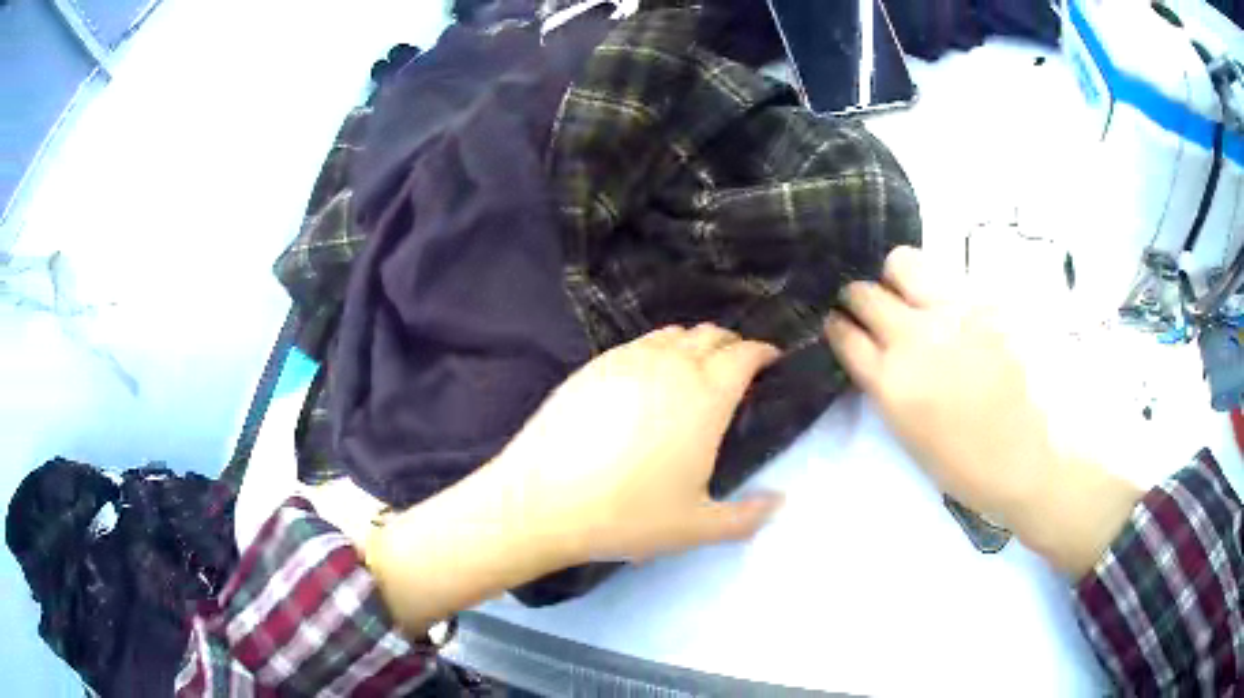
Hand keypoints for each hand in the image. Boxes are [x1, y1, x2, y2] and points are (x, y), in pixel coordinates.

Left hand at [497, 324, 783, 563]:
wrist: (542, 501)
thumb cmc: (626, 515)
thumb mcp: (696, 527)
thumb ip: (746, 517)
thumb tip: (780, 503)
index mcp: (705, 395)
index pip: (744, 354)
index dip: (763, 353)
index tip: (771, 363)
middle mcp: (670, 365)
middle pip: (711, 335)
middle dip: (732, 345)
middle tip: (737, 370)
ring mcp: (627, 360)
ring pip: (673, 334)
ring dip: (694, 344)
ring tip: (695, 371)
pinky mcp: (593, 366)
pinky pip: (638, 344)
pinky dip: (657, 350)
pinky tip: (648, 379)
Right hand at [824, 247, 1140, 576]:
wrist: (1034, 461)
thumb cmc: (970, 466)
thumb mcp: (911, 435)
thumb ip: (890, 385)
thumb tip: (882, 352)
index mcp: (892, 383)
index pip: (844, 332)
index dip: (838, 326)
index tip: (843, 326)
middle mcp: (916, 337)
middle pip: (864, 292)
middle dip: (860, 299)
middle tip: (875, 310)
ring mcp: (956, 313)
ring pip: (905, 263)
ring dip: (898, 278)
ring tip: (916, 297)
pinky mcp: (991, 302)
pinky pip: (953, 279)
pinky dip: (946, 292)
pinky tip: (964, 314)